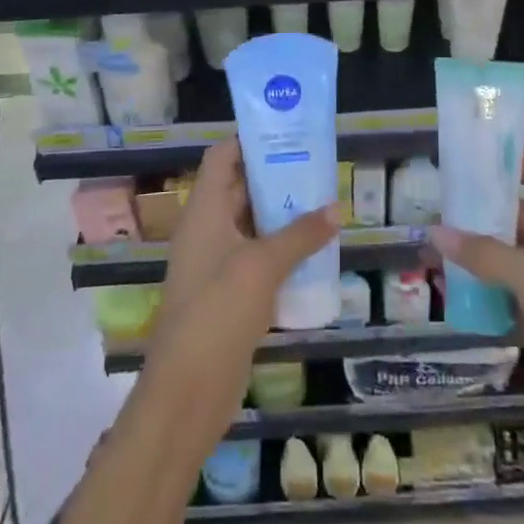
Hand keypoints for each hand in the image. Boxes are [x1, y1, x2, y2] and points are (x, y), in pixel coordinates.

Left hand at [138, 139, 339, 456]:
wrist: (188, 390)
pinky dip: (281, 249)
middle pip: (239, 188)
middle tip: (318, 166)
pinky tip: (314, 251)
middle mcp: (207, 230)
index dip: (249, 139)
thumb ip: (300, 235)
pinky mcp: (228, 293)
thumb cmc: (219, 312)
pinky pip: (256, 257)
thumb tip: (336, 208)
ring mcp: (216, 263)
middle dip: (275, 175)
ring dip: (282, 214)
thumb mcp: (263, 265)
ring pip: (250, 224)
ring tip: (324, 202)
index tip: (288, 132)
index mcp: (204, 211)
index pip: (222, 157)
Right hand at [428, 151, 523, 447]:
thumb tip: (435, 232)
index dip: (511, 164)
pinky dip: (485, 295)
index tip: (470, 161)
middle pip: (520, 219)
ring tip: (432, 251)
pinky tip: (451, 294)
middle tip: (436, 211)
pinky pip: (510, 299)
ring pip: (511, 262)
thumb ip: (484, 253)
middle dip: (480, 216)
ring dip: (477, 258)